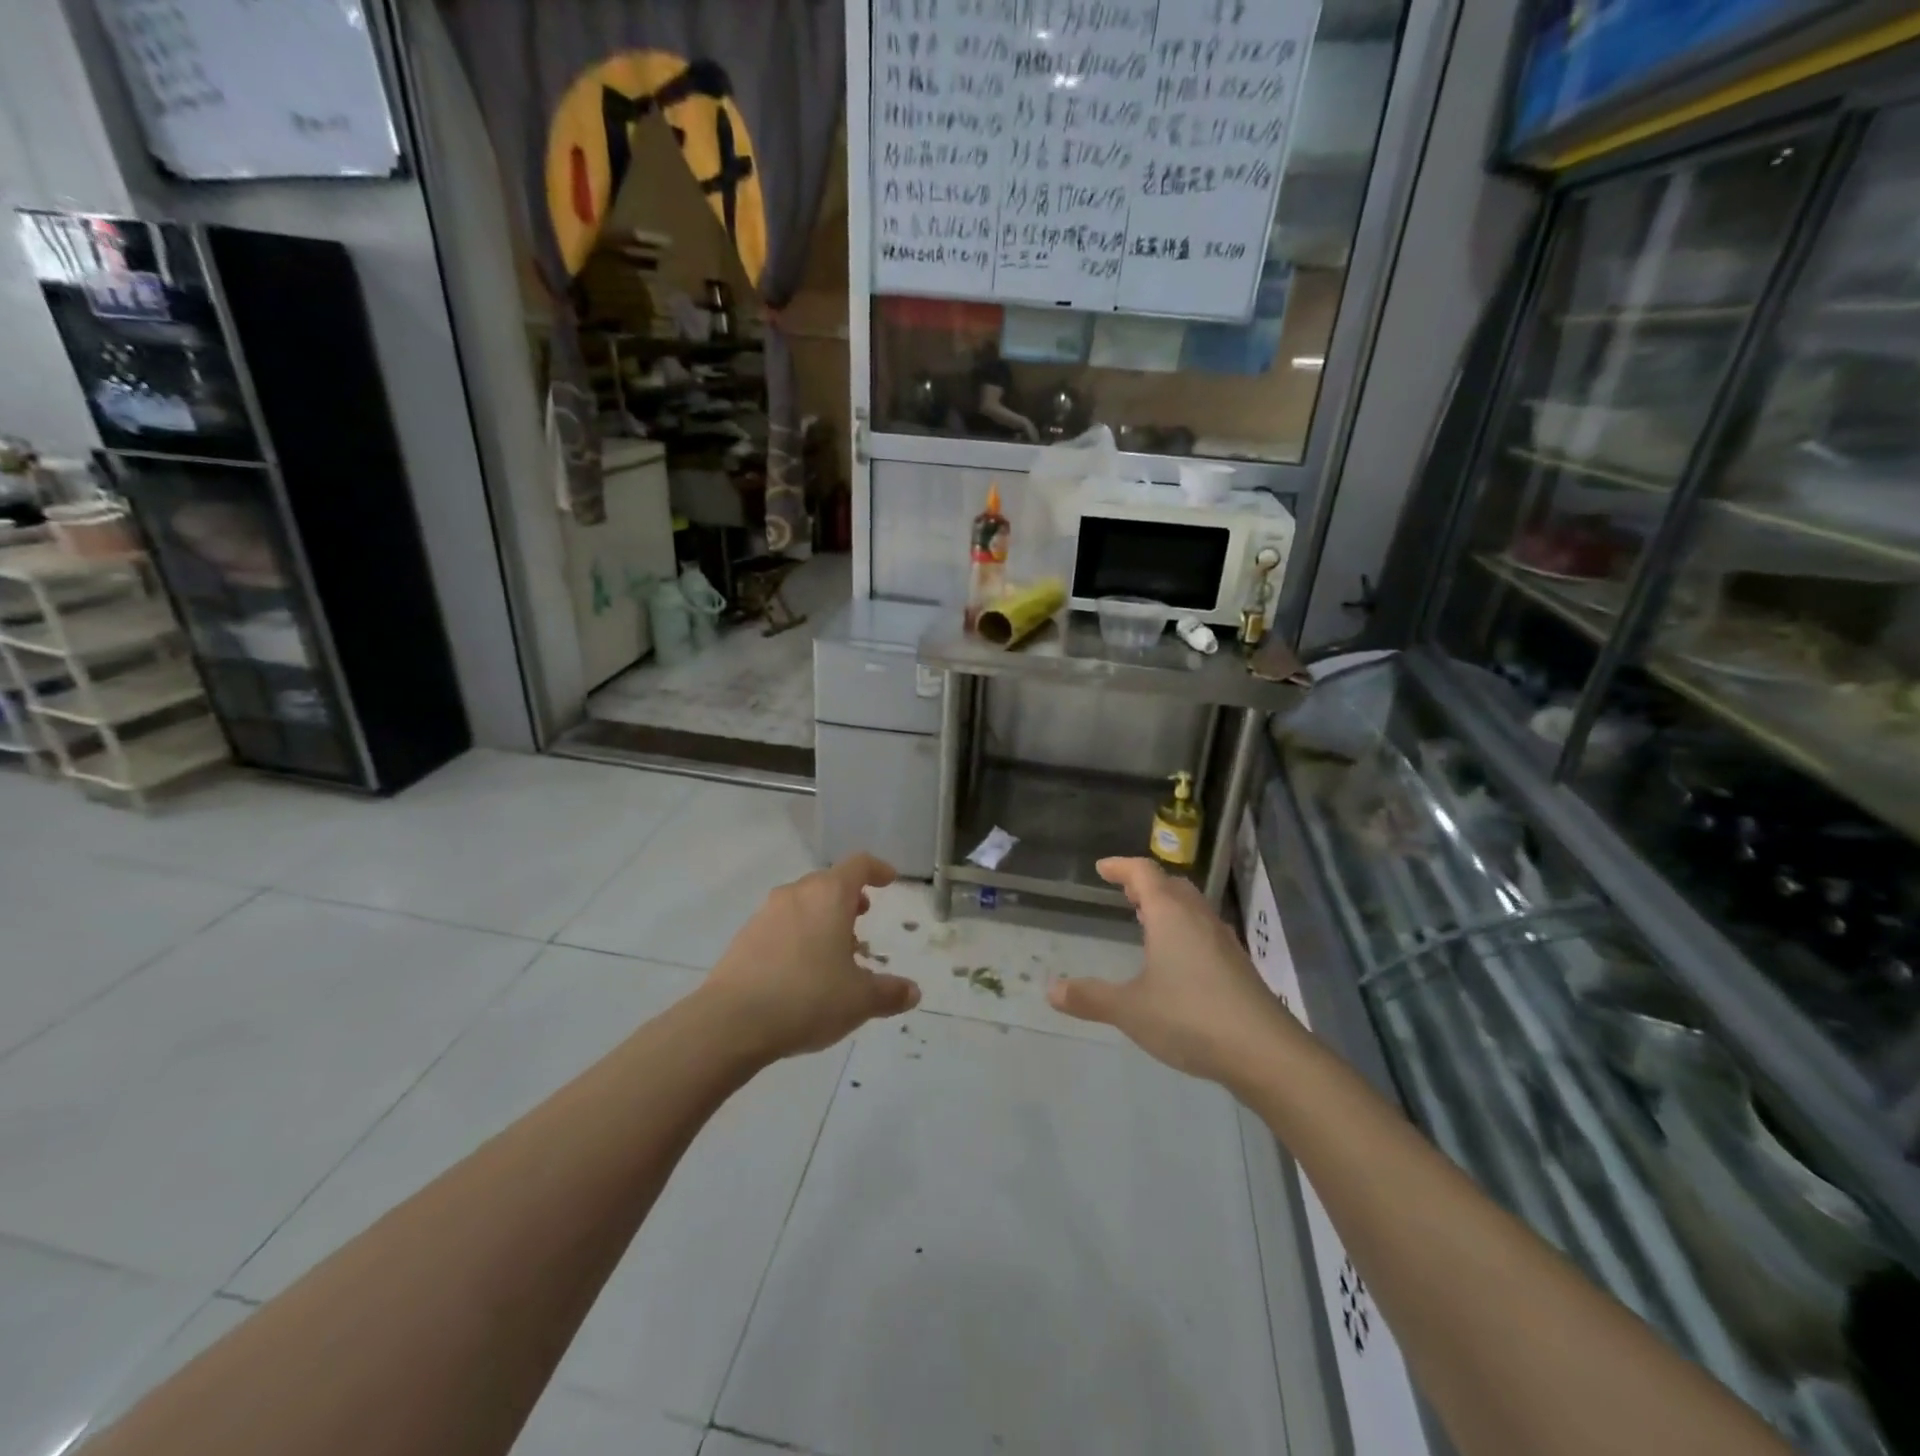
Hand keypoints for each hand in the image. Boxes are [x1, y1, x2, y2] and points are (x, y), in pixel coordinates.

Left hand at [703, 853, 920, 1061]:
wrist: (731, 1022)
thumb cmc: (807, 998)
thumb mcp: (859, 1000)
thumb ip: (889, 993)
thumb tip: (912, 993)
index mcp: (829, 896)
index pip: (858, 865)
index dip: (876, 869)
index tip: (889, 880)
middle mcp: (796, 894)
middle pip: (827, 882)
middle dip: (848, 897)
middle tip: (862, 917)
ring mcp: (765, 914)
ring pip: (802, 903)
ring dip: (821, 917)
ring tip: (835, 949)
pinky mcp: (744, 937)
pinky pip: (780, 925)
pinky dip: (798, 934)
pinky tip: (802, 969)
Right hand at [1047, 857, 1289, 1082]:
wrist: (1265, 1052)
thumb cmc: (1191, 1018)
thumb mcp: (1130, 1009)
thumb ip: (1091, 998)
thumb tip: (1051, 990)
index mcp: (1170, 915)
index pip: (1144, 873)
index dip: (1121, 866)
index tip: (1103, 868)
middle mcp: (1199, 919)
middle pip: (1172, 885)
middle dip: (1147, 884)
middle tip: (1125, 893)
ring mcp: (1223, 942)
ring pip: (1192, 908)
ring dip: (1168, 906)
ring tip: (1147, 921)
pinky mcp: (1238, 967)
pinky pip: (1204, 931)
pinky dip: (1184, 930)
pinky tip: (1177, 960)